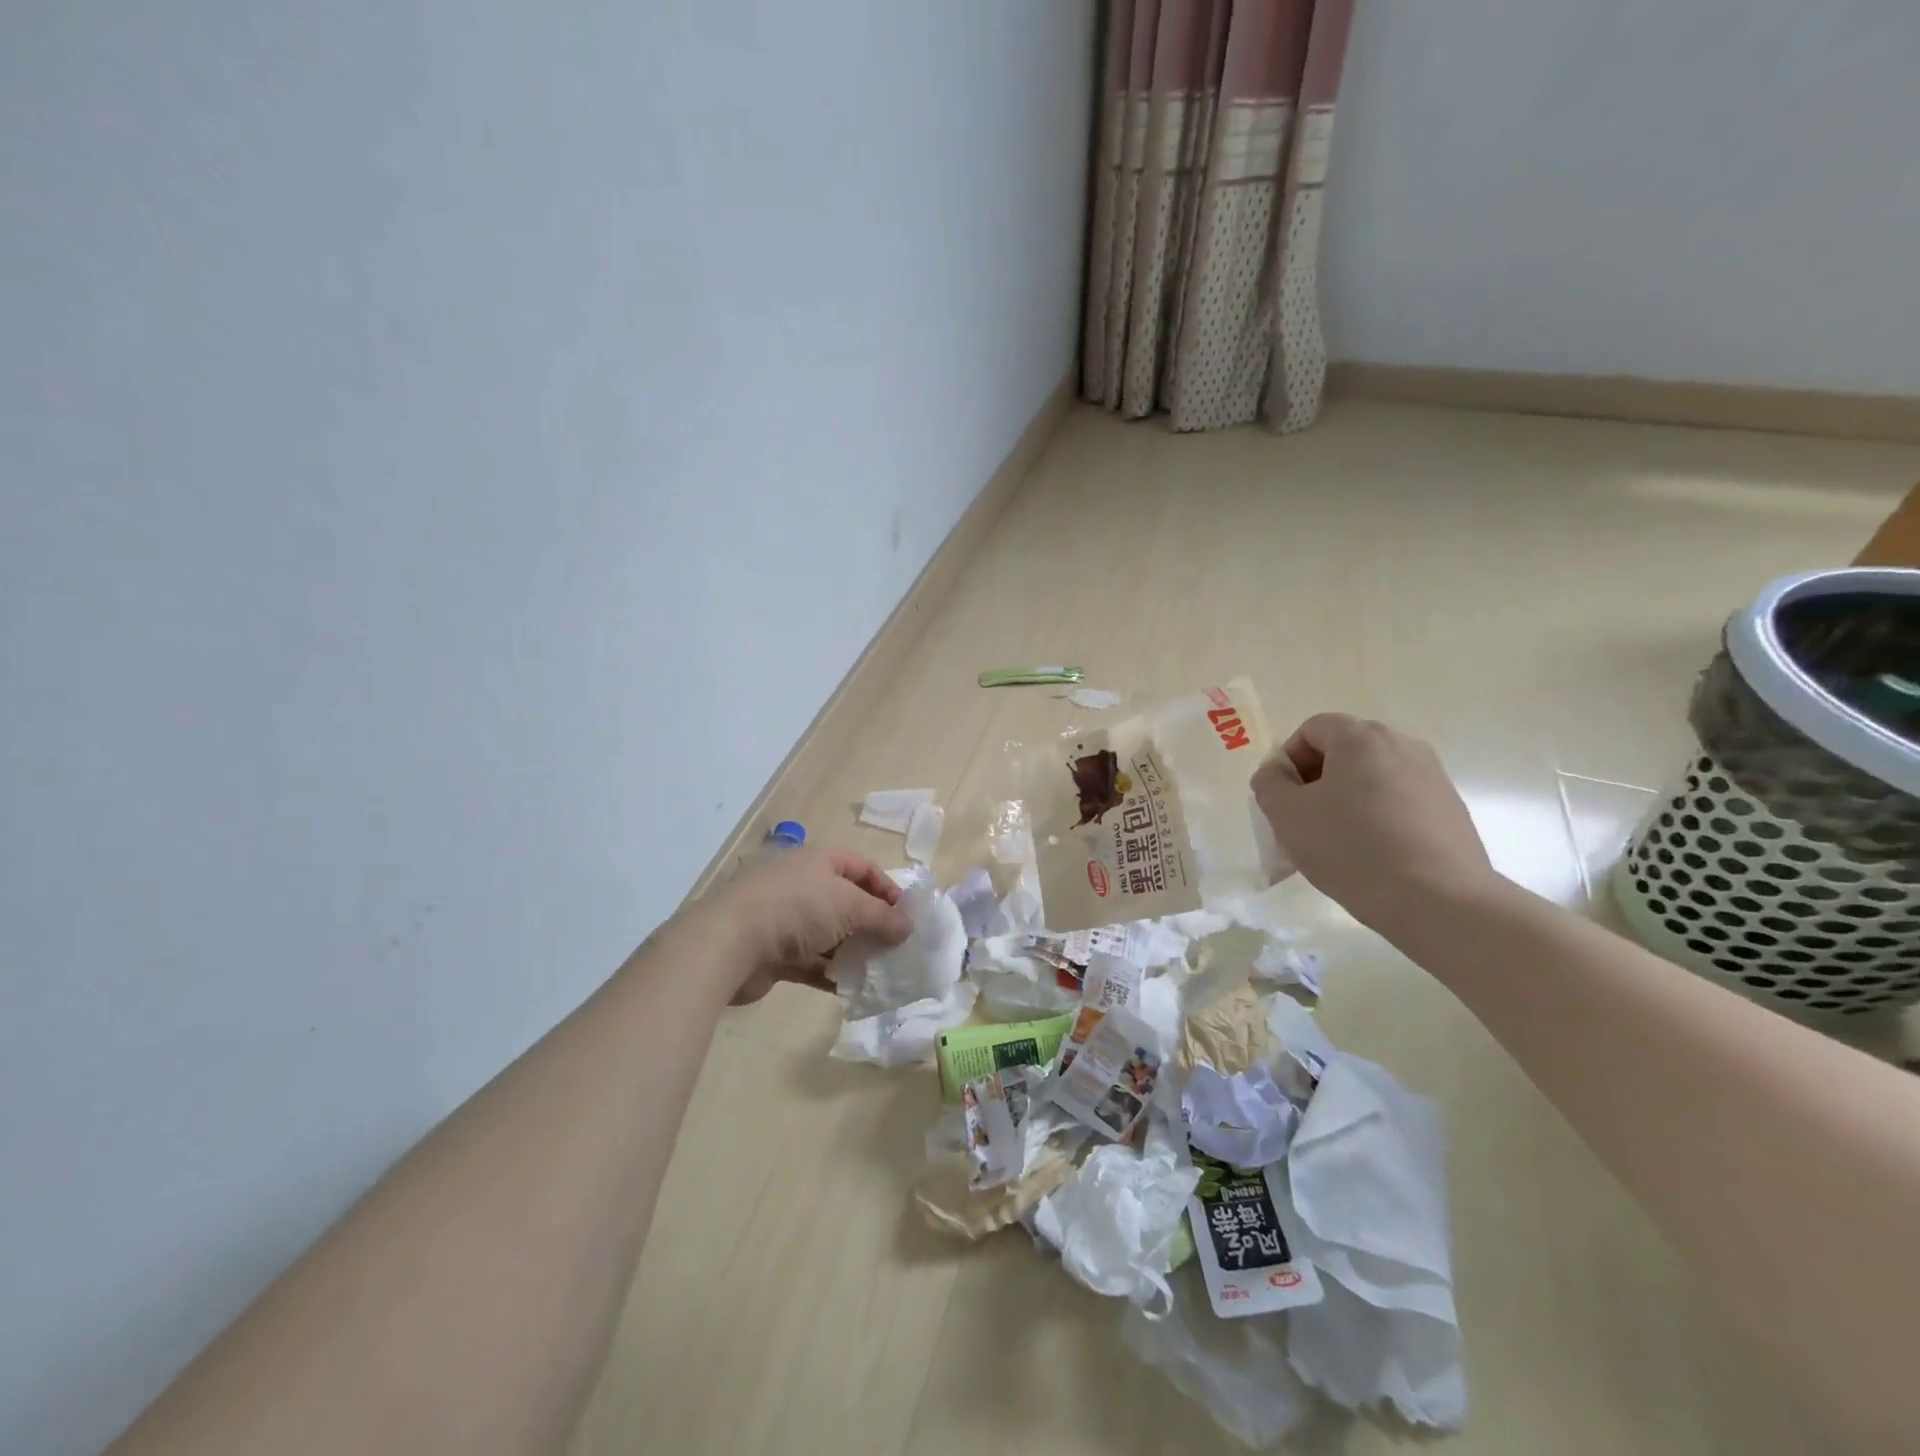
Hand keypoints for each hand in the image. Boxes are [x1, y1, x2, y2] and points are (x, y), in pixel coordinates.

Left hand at [694, 846, 913, 1004]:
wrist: (731, 942)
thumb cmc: (798, 909)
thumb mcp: (850, 906)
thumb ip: (883, 917)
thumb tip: (909, 927)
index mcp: (819, 861)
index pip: (862, 867)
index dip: (886, 888)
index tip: (906, 916)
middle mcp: (802, 884)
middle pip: (846, 902)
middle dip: (871, 924)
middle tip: (895, 947)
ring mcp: (786, 919)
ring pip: (829, 934)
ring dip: (852, 951)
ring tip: (878, 971)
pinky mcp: (774, 952)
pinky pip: (811, 961)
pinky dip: (830, 972)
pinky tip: (850, 988)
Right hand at [1251, 713, 1496, 934]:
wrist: (1439, 901)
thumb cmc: (1352, 848)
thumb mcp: (1287, 815)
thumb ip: (1270, 784)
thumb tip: (1277, 773)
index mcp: (1361, 737)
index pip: (1311, 730)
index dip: (1288, 760)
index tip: (1283, 799)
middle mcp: (1402, 745)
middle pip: (1345, 751)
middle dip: (1317, 781)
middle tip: (1304, 822)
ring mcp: (1433, 777)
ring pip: (1372, 778)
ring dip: (1347, 801)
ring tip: (1338, 843)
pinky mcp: (1451, 809)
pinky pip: (1399, 802)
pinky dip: (1378, 818)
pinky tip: (1372, 855)